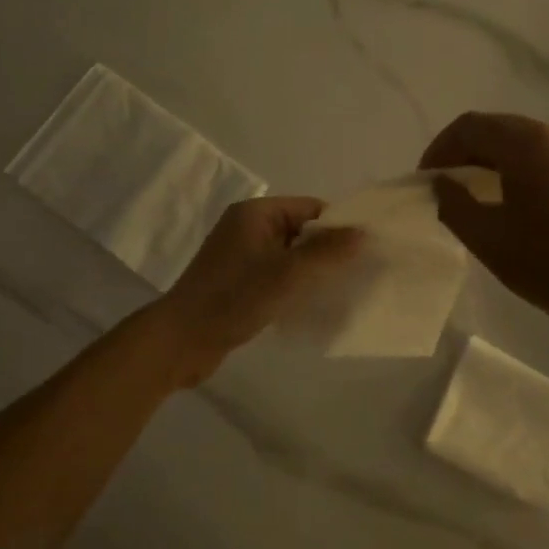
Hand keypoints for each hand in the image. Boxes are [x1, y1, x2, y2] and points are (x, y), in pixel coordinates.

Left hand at [151, 197, 360, 383]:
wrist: (182, 340)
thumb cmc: (235, 298)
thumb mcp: (288, 273)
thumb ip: (327, 252)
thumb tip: (363, 232)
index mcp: (256, 213)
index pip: (310, 208)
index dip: (339, 226)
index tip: (367, 251)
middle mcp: (247, 227)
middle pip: (301, 231)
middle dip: (328, 251)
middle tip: (360, 274)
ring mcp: (240, 256)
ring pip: (289, 256)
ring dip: (311, 271)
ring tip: (341, 291)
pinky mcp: (237, 281)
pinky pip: (276, 275)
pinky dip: (294, 286)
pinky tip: (311, 305)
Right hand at [421, 112, 548, 347]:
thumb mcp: (490, 241)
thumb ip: (455, 206)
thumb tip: (441, 184)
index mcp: (526, 144)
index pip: (469, 126)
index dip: (439, 149)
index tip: (425, 181)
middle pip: (497, 129)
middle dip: (464, 152)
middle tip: (445, 186)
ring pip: (524, 143)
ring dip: (492, 161)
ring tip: (476, 195)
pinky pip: (547, 159)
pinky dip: (519, 170)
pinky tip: (517, 204)